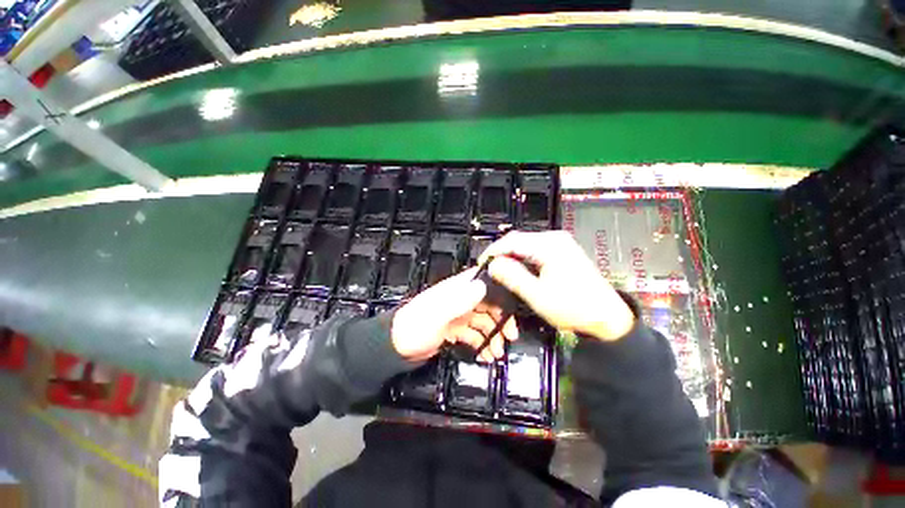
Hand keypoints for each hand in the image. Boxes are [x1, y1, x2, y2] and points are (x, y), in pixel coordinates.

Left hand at [392, 268, 518, 361]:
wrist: (395, 348)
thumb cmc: (415, 327)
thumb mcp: (437, 314)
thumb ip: (459, 300)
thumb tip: (483, 286)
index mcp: (455, 289)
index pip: (482, 282)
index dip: (499, 291)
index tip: (513, 307)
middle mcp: (459, 299)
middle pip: (487, 304)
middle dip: (500, 319)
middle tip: (511, 336)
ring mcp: (457, 315)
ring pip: (482, 322)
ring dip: (492, 336)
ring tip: (497, 353)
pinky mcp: (454, 330)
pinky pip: (473, 335)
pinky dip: (481, 344)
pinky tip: (485, 356)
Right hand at [479, 231, 634, 341]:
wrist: (607, 317)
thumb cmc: (574, 308)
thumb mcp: (538, 295)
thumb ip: (513, 277)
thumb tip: (493, 265)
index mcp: (550, 245)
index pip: (512, 241)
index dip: (493, 251)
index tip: (481, 264)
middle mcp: (555, 239)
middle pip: (519, 239)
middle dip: (501, 253)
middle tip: (489, 269)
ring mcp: (561, 244)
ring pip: (526, 244)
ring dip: (511, 256)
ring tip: (500, 271)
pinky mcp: (563, 252)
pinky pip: (535, 250)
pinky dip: (522, 259)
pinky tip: (517, 269)